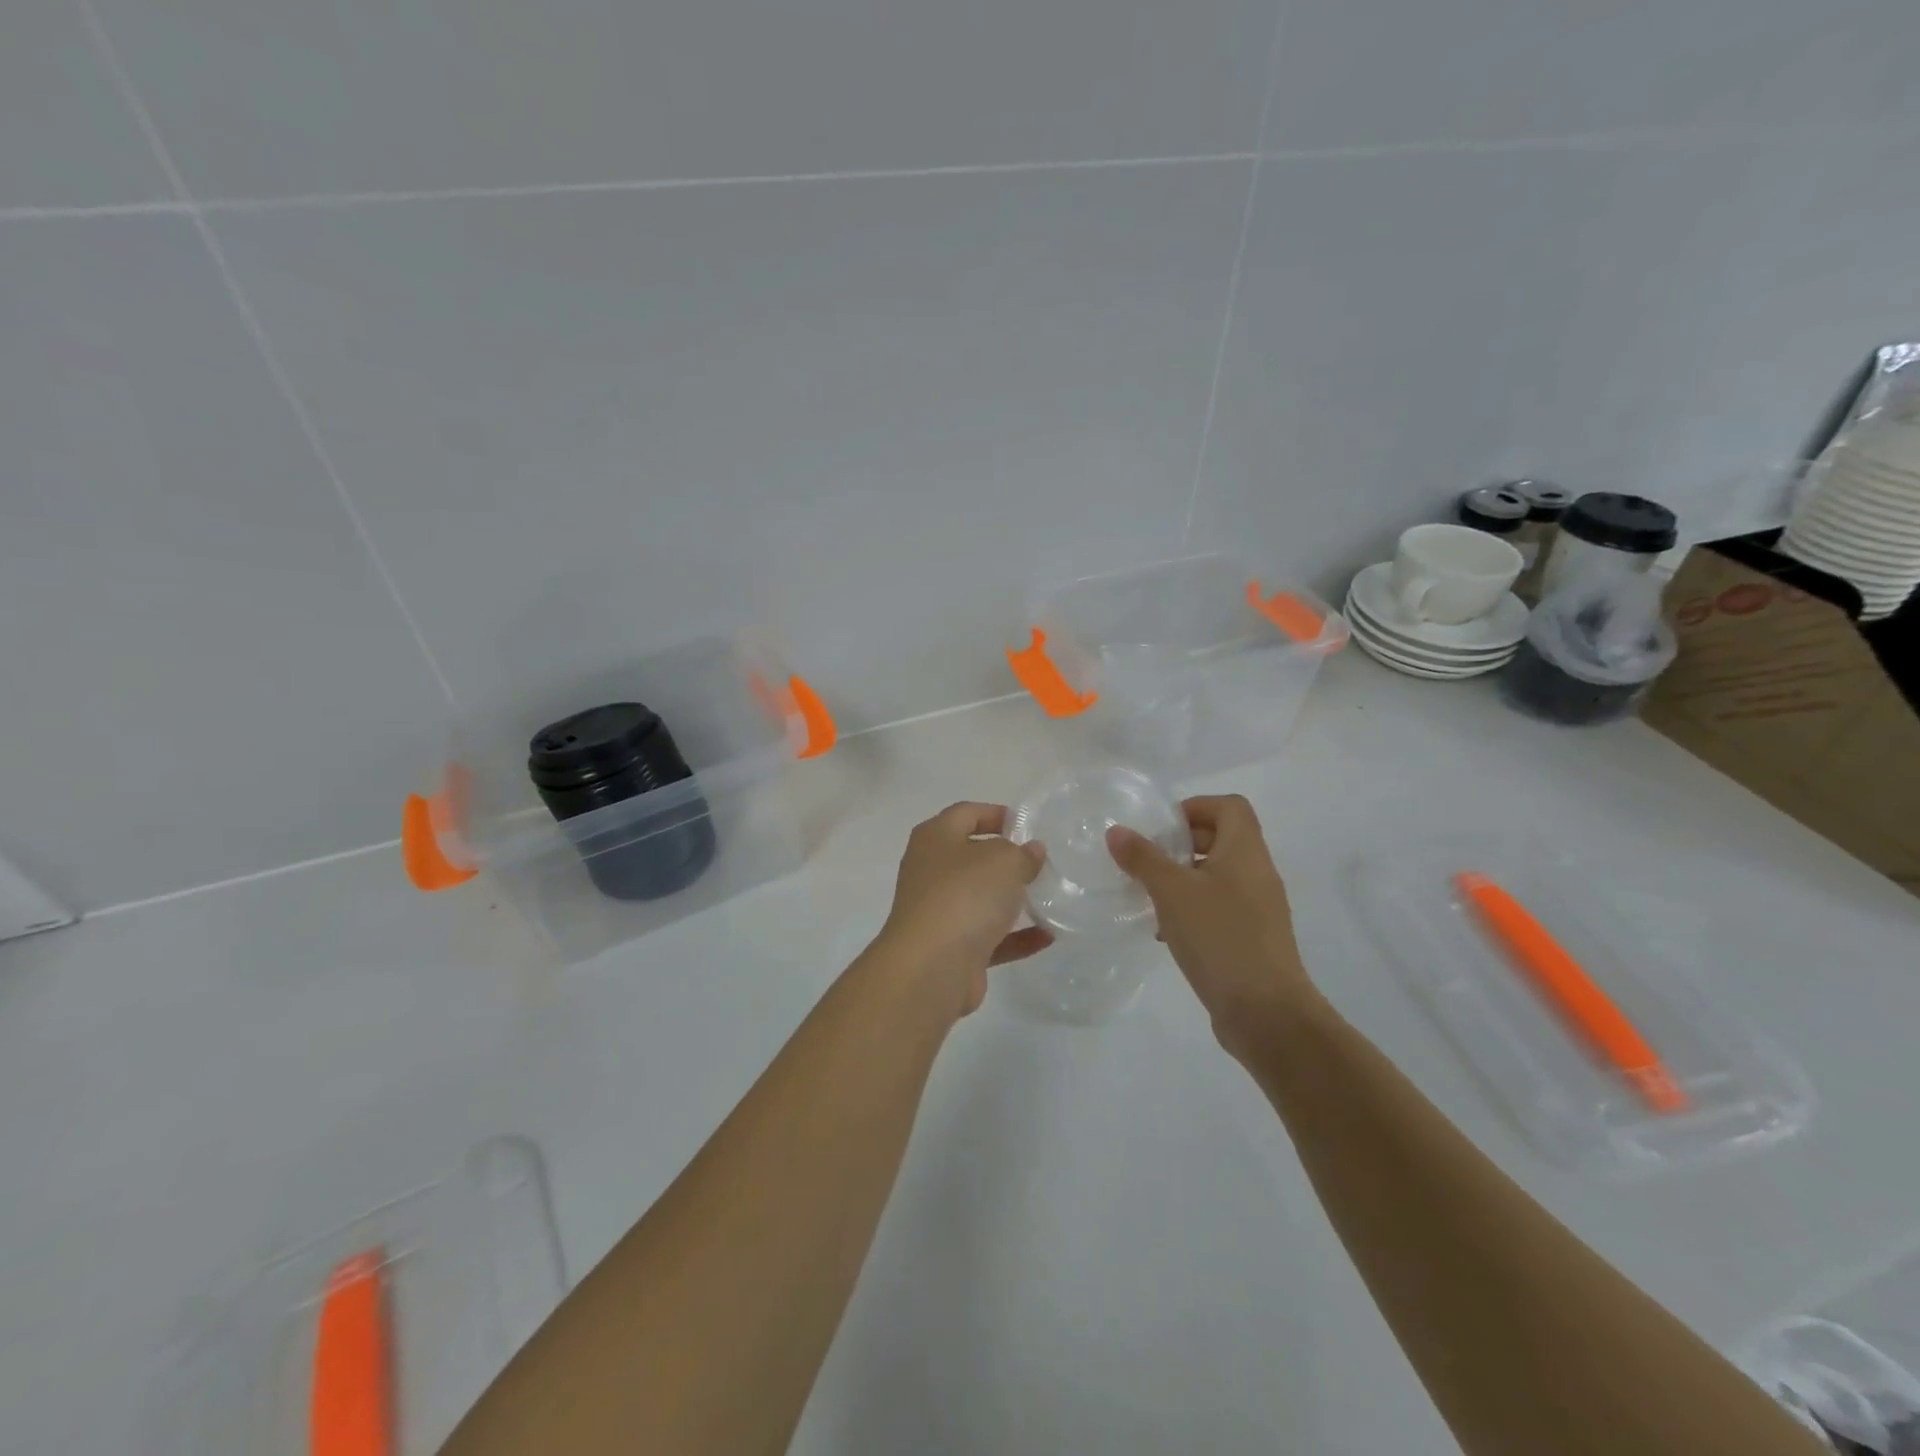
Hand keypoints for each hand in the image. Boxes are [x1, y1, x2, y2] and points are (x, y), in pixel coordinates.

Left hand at [872, 802, 1052, 1019]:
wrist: (931, 967)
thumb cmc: (964, 895)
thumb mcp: (1003, 861)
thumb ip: (1022, 854)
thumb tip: (1030, 852)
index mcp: (935, 839)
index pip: (965, 813)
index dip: (995, 814)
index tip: (1027, 825)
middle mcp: (931, 871)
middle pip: (972, 857)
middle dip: (1006, 859)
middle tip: (1042, 862)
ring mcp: (939, 912)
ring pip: (980, 898)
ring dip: (1012, 899)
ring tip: (1049, 896)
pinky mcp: (952, 949)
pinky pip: (989, 937)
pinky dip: (1015, 936)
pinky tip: (1047, 936)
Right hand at [1107, 795, 1315, 1051]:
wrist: (1267, 1013)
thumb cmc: (1220, 938)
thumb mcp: (1172, 893)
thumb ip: (1143, 858)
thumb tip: (1117, 831)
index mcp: (1245, 851)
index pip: (1230, 806)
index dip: (1195, 806)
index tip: (1161, 827)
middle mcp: (1257, 873)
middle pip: (1223, 838)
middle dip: (1182, 844)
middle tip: (1147, 859)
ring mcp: (1259, 909)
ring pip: (1218, 876)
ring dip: (1183, 879)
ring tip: (1149, 896)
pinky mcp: (1253, 939)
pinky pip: (1220, 908)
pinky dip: (1193, 909)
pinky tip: (1165, 933)